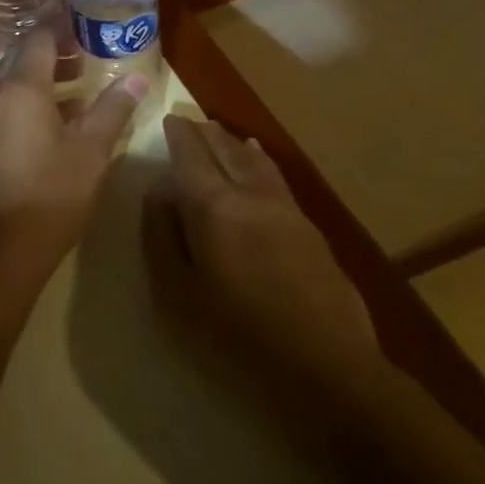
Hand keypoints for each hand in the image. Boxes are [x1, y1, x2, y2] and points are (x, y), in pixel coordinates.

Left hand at [0, 33, 145, 275]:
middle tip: (89, 60)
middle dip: (53, 53)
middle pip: (20, 57)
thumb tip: (138, 79)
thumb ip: (114, 108)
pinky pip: (2, 104)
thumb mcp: (92, 150)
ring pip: (9, 82)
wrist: (1, 249)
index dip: (64, 30)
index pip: (38, 38)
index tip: (91, 32)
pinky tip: (55, 122)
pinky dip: (26, 100)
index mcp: (19, 88)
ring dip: (40, 78)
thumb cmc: (51, 194)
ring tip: (79, 90)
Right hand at [144, 114, 380, 391]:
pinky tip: (258, 155)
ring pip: (254, 159)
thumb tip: (158, 191)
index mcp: (214, 207)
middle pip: (224, 149)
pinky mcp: (308, 226)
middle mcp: (250, 194)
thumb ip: (161, 235)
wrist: (325, 365)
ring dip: (232, 141)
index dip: (178, 134)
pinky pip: (276, 175)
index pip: (192, 155)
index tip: (168, 118)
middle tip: (187, 121)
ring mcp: (285, 207)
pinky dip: (259, 158)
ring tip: (217, 131)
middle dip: (204, 132)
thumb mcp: (177, 292)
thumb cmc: (237, 334)